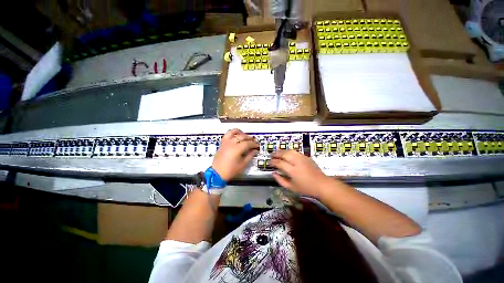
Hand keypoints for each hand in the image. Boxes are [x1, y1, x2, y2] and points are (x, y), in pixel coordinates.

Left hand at [212, 129, 258, 180]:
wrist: (217, 173)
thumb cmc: (230, 171)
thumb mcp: (242, 165)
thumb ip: (249, 156)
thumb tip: (254, 151)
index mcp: (237, 149)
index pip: (248, 143)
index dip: (254, 144)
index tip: (257, 146)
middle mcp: (231, 143)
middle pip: (242, 136)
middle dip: (249, 138)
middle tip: (253, 141)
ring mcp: (225, 142)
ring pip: (233, 132)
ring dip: (240, 132)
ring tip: (244, 136)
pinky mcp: (221, 143)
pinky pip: (227, 135)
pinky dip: (232, 134)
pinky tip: (235, 137)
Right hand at [272, 150, 332, 197]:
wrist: (321, 184)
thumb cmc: (306, 189)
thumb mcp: (291, 188)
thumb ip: (281, 180)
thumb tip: (274, 173)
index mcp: (293, 170)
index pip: (280, 163)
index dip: (273, 162)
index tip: (269, 163)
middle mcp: (297, 162)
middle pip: (285, 154)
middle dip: (277, 154)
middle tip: (272, 155)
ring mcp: (303, 158)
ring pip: (291, 151)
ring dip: (283, 151)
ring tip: (278, 153)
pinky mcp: (307, 157)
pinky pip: (296, 152)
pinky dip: (290, 152)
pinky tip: (288, 154)